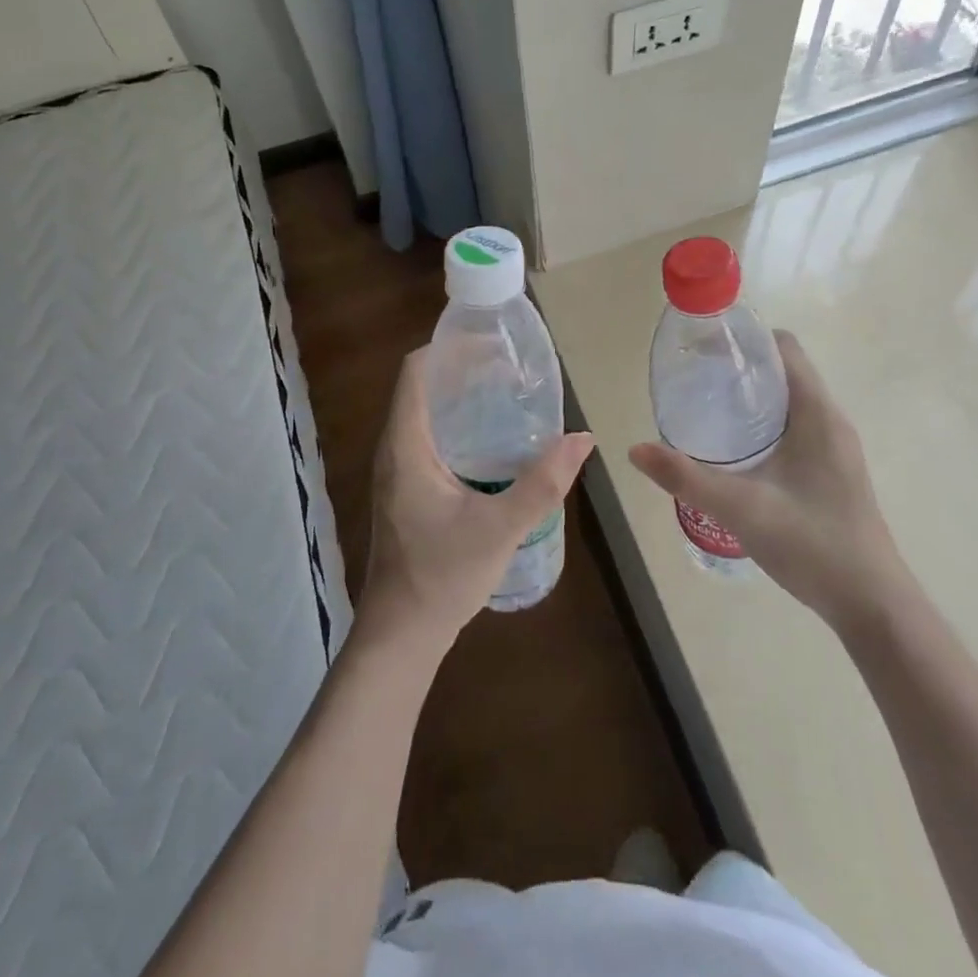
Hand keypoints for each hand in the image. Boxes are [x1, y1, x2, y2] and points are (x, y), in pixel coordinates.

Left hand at [357, 348, 593, 654]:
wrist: (402, 633)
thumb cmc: (442, 576)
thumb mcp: (500, 528)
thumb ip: (543, 483)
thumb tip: (583, 438)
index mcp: (406, 446)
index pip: (415, 372)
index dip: (448, 348)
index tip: (489, 343)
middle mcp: (394, 449)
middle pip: (422, 387)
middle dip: (462, 370)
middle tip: (510, 367)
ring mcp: (397, 471)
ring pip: (425, 414)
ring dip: (460, 398)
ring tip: (506, 393)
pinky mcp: (406, 489)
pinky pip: (428, 438)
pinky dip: (457, 425)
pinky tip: (492, 441)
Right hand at [629, 330, 907, 632]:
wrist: (872, 604)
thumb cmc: (812, 544)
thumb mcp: (740, 508)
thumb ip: (686, 477)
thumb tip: (635, 450)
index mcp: (818, 414)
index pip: (784, 348)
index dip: (745, 338)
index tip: (704, 348)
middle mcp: (831, 421)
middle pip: (784, 371)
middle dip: (740, 367)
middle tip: (694, 379)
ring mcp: (835, 447)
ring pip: (790, 401)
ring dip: (751, 396)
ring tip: (706, 408)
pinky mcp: (832, 470)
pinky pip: (796, 426)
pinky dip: (764, 422)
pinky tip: (735, 450)